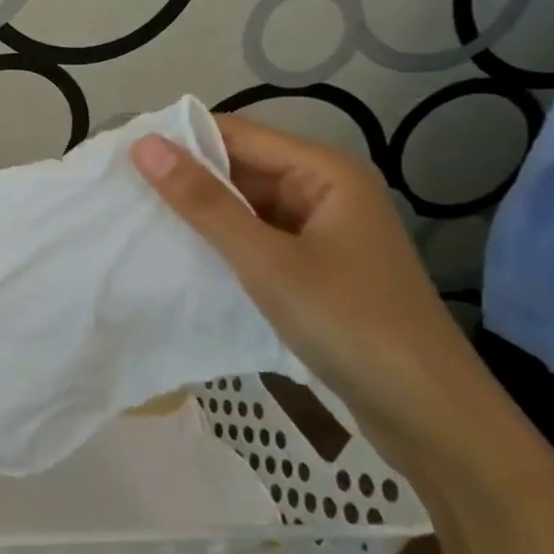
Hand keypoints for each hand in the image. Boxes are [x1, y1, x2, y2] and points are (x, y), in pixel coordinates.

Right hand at [130, 116, 536, 488]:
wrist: (432, 419)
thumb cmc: (349, 324)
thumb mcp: (266, 260)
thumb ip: (203, 202)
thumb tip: (143, 145)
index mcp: (324, 171)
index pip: (236, 133)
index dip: (179, 141)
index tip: (122, 158)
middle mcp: (325, 189)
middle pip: (241, 167)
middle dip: (186, 179)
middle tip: (122, 193)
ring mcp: (322, 230)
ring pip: (246, 205)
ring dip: (202, 214)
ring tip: (139, 221)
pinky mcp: (316, 266)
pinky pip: (258, 238)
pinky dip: (222, 243)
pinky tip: (182, 256)